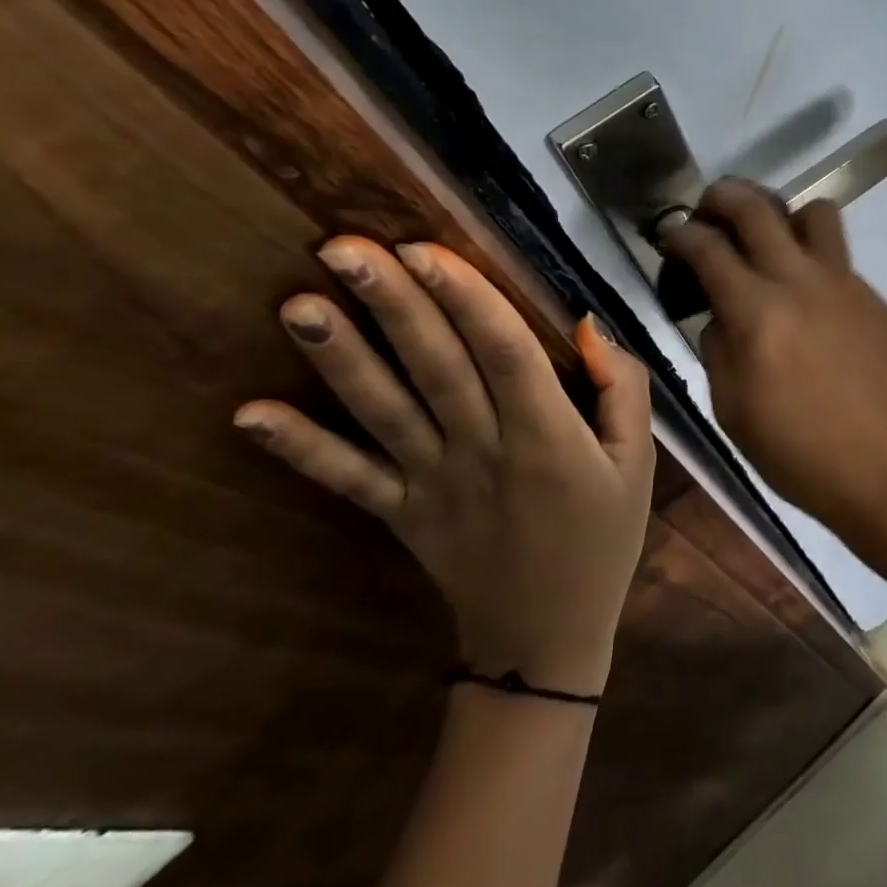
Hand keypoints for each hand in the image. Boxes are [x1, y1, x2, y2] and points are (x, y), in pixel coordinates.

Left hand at [234, 237, 654, 693]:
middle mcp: (483, 451)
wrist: (546, 638)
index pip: (505, 353)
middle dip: (392, 305)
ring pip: (384, 412)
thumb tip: (586, 327)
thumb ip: (625, 389)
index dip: (467, 299)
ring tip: (296, 304)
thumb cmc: (603, 538)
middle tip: (344, 247)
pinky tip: (247, 414)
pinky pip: (347, 480)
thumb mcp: (640, 463)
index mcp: (549, 436)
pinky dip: (299, 449)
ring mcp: (432, 485)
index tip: (426, 248)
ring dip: (340, 359)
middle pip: (436, 368)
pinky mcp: (399, 515)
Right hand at [659, 180, 886, 541]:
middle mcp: (802, 283)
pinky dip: (814, 265)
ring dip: (782, 217)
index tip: (670, 233)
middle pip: (757, 207)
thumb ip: (717, 343)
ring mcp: (846, 285)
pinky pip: (840, 260)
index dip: (679, 233)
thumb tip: (721, 309)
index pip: (707, 247)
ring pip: (814, 212)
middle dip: (722, 196)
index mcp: (758, 314)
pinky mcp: (876, 299)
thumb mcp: (730, 407)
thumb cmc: (796, 452)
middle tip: (708, 209)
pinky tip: (811, 306)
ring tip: (770, 244)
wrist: (884, 471)